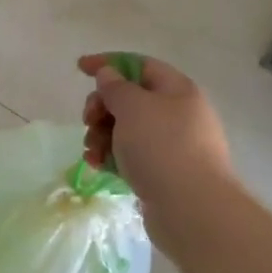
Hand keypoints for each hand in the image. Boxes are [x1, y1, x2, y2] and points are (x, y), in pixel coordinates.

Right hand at [78, 53, 235, 250]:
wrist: (192, 209)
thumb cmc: (162, 147)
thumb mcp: (133, 107)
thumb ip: (115, 87)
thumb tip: (109, 75)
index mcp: (177, 90)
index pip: (139, 65)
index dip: (108, 63)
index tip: (79, 69)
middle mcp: (178, 114)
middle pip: (130, 99)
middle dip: (102, 107)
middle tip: (89, 121)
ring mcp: (172, 145)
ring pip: (127, 130)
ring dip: (102, 135)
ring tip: (91, 151)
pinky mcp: (164, 172)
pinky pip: (132, 156)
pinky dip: (112, 157)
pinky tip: (97, 166)